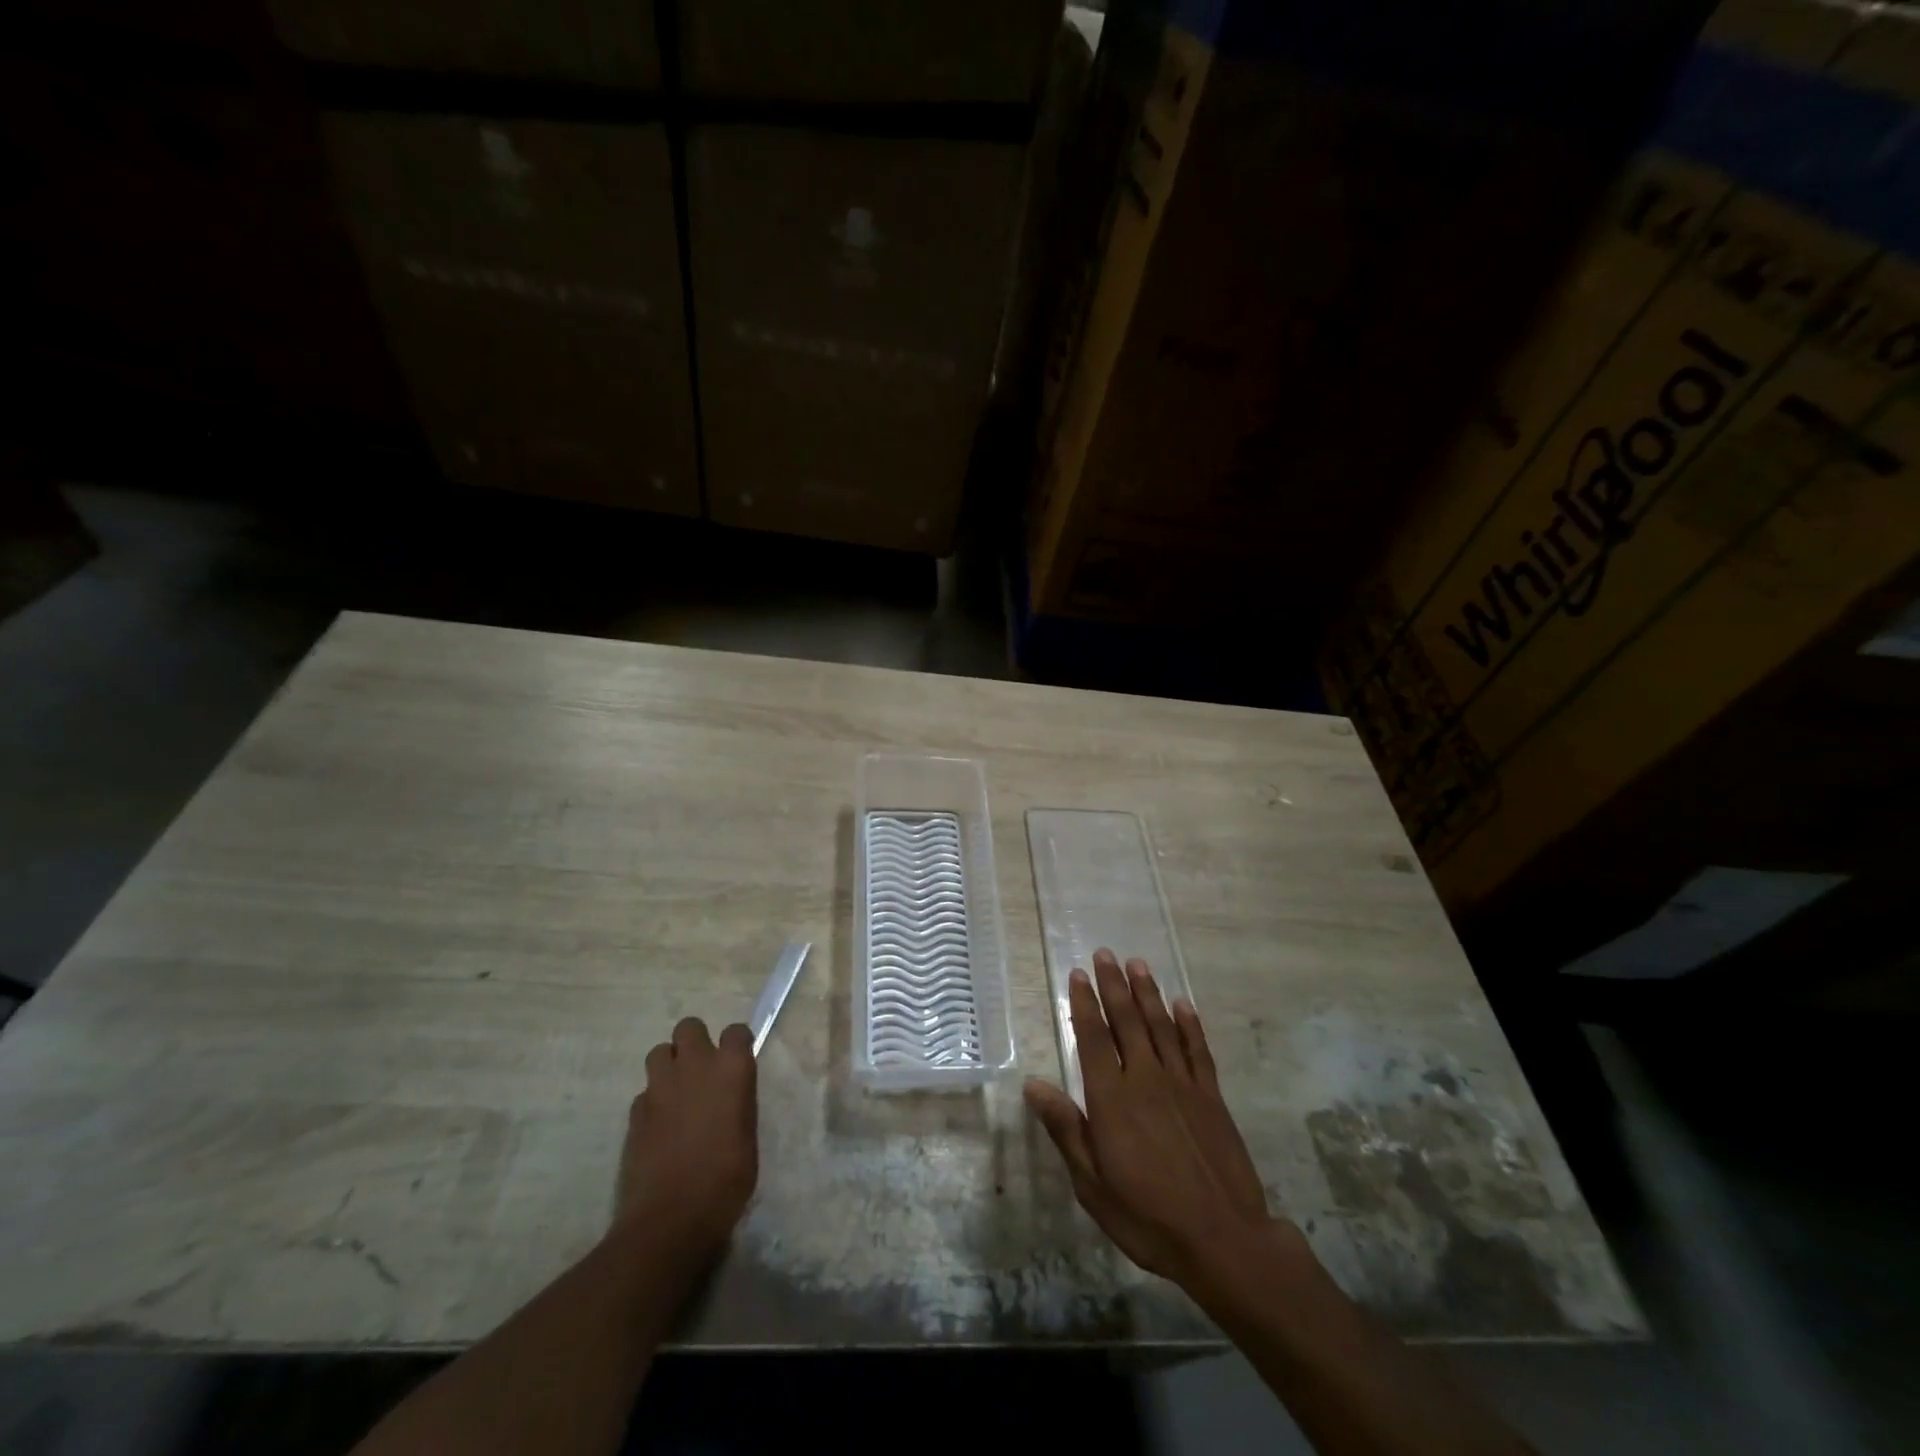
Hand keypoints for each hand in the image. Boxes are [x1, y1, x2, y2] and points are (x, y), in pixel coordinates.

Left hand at [615, 1017, 757, 1261]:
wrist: (672, 1218)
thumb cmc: (727, 1179)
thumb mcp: (748, 1135)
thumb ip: (737, 1102)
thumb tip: (729, 1096)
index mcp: (731, 1069)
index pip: (736, 1031)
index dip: (736, 1043)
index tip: (737, 1060)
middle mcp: (695, 1066)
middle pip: (689, 1026)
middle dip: (694, 1042)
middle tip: (701, 1070)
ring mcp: (660, 1086)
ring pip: (659, 1052)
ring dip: (669, 1065)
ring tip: (677, 1092)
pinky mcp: (635, 1111)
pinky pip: (645, 1091)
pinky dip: (653, 1101)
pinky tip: (660, 1126)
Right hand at [1025, 950, 1275, 1288]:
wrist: (1223, 1241)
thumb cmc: (1147, 1217)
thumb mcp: (1092, 1183)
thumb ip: (1066, 1128)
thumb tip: (1032, 1083)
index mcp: (1112, 1099)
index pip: (1093, 1038)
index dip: (1084, 1004)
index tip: (1077, 974)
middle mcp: (1145, 1079)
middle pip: (1127, 1021)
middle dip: (1113, 985)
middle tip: (1104, 954)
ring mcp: (1182, 1085)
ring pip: (1161, 1026)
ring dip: (1148, 993)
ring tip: (1137, 964)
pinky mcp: (1211, 1097)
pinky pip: (1198, 1050)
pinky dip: (1189, 1024)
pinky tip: (1182, 1004)